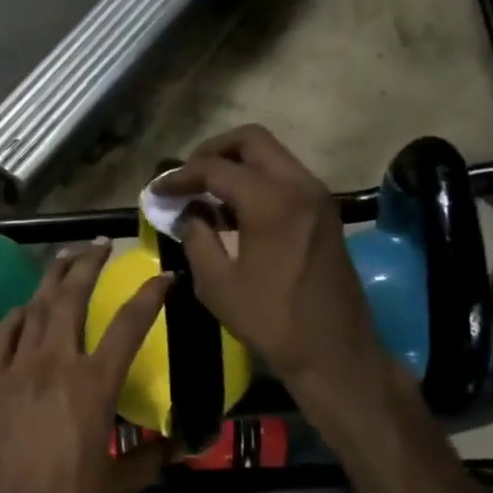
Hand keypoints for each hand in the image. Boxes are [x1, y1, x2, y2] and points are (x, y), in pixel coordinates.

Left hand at [0, 243, 170, 492]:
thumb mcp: (118, 487)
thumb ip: (150, 458)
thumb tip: (180, 443)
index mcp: (92, 385)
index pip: (127, 326)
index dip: (149, 296)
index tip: (163, 276)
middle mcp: (54, 364)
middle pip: (71, 298)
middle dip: (88, 264)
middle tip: (101, 244)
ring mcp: (18, 369)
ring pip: (36, 308)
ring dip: (52, 278)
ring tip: (65, 256)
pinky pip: (4, 335)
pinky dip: (17, 315)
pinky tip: (25, 308)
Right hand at [155, 125, 396, 425]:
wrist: (335, 352)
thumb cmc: (271, 321)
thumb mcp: (217, 283)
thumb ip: (196, 237)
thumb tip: (187, 212)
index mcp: (271, 202)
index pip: (215, 168)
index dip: (180, 176)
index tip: (157, 191)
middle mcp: (299, 186)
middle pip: (250, 140)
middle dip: (212, 152)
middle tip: (186, 178)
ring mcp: (317, 196)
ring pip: (271, 155)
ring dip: (235, 164)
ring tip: (204, 193)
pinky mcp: (324, 212)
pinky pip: (284, 176)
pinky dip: (255, 180)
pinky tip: (232, 210)